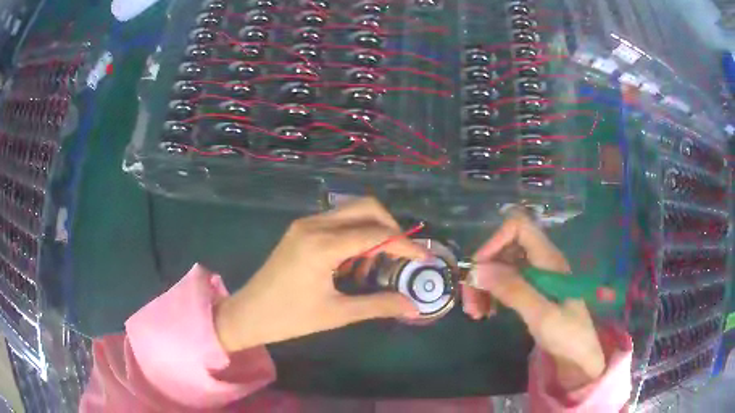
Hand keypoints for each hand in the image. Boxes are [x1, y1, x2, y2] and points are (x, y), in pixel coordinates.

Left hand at [215, 198, 424, 352]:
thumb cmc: (290, 318)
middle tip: (400, 257)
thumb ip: (378, 305)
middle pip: (366, 207)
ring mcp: (305, 224)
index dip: (406, 245)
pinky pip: (337, 221)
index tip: (424, 258)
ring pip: (352, 211)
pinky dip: (355, 234)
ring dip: (372, 230)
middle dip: (391, 228)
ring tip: (375, 265)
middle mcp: (315, 225)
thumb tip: (412, 306)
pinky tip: (353, 263)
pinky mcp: (301, 229)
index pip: (377, 234)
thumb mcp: (337, 314)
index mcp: (322, 245)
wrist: (248, 314)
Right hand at [463, 210, 605, 390]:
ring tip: (475, 313)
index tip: (478, 269)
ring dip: (484, 285)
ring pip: (502, 267)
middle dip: (484, 270)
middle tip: (469, 300)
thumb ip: (513, 290)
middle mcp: (541, 261)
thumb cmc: (567, 334)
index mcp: (548, 259)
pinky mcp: (532, 291)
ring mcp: (536, 276)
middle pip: (505, 249)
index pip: (519, 227)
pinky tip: (486, 312)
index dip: (496, 240)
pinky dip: (492, 294)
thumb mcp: (541, 314)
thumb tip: (477, 269)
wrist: (578, 356)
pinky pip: (506, 283)